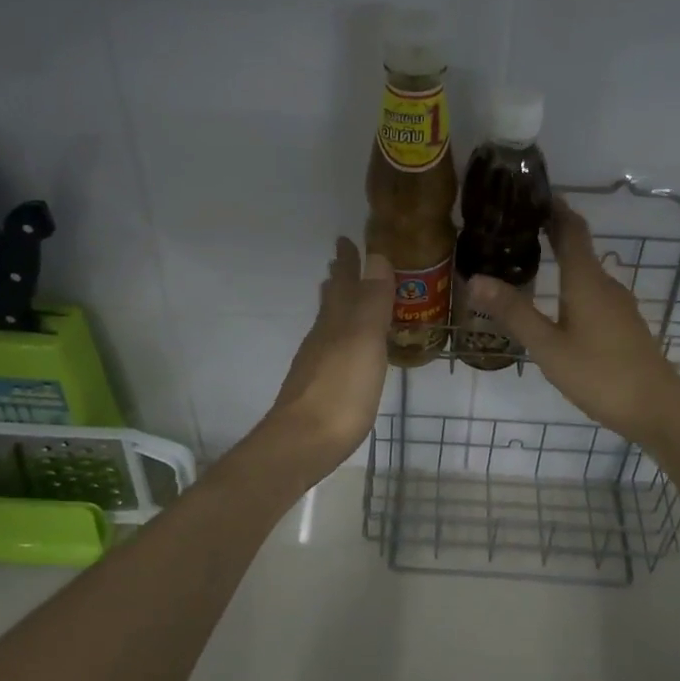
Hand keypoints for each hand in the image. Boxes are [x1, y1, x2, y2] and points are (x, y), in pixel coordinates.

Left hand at [260, 237, 393, 479]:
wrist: (303, 442)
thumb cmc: (341, 390)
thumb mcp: (364, 341)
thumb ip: (372, 301)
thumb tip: (376, 255)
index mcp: (336, 322)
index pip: (343, 282)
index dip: (348, 261)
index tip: (346, 238)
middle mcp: (323, 337)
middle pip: (331, 301)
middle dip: (338, 280)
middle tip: (341, 261)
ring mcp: (316, 363)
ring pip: (326, 324)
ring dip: (335, 306)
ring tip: (340, 295)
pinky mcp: (317, 387)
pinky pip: (329, 348)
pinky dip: (337, 336)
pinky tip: (342, 349)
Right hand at [464, 201, 679, 445]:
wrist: (658, 410)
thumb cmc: (600, 375)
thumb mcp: (548, 347)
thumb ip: (514, 313)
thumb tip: (476, 277)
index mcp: (587, 282)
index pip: (572, 230)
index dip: (555, 209)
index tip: (533, 193)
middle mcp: (605, 285)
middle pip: (580, 248)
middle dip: (553, 231)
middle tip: (518, 226)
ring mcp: (619, 306)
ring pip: (587, 272)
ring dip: (563, 259)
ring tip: (531, 260)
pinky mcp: (624, 325)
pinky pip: (594, 292)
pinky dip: (573, 284)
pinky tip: (558, 303)